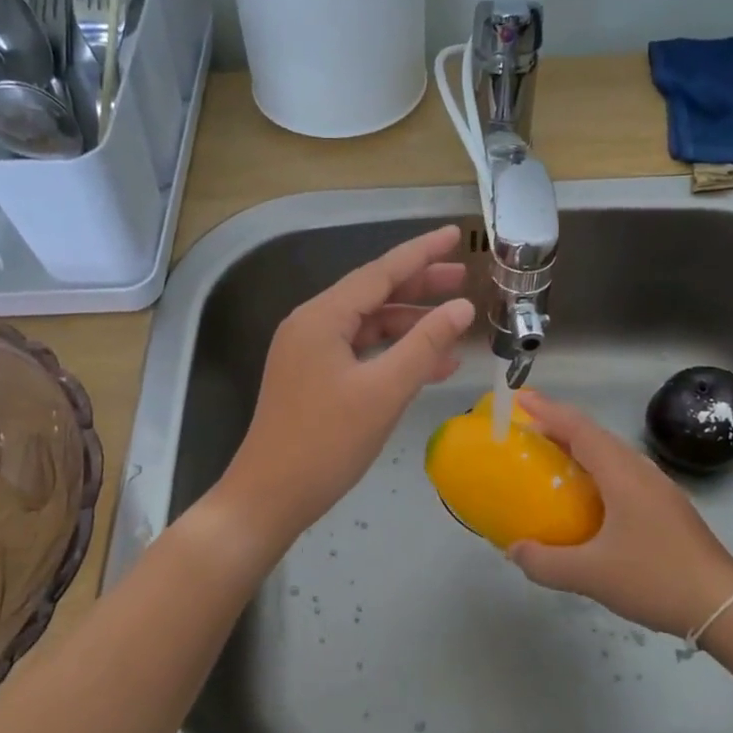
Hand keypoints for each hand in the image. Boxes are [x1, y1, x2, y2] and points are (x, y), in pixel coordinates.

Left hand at [220, 225, 475, 540]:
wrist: (270, 498)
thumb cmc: (326, 443)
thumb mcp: (384, 391)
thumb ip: (425, 345)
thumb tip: (461, 307)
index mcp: (321, 318)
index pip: (380, 272)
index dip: (421, 253)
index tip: (455, 235)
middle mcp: (311, 326)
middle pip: (372, 294)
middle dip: (419, 286)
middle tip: (462, 278)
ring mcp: (309, 354)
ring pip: (368, 326)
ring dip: (410, 325)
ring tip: (455, 326)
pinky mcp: (313, 379)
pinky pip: (360, 353)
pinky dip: (393, 354)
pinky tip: (428, 366)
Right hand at [506, 390, 732, 637]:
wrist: (724, 606)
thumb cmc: (656, 580)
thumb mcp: (591, 576)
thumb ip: (545, 563)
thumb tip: (514, 550)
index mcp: (623, 475)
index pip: (580, 429)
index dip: (548, 411)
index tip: (520, 399)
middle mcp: (641, 472)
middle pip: (595, 436)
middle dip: (559, 428)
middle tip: (526, 433)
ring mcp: (658, 489)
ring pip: (612, 456)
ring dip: (579, 450)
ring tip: (550, 460)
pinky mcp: (667, 508)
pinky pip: (622, 475)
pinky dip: (595, 473)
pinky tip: (586, 499)